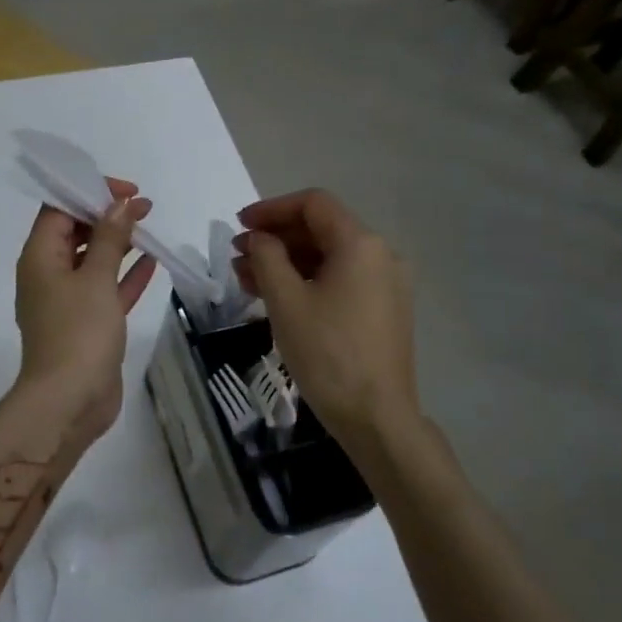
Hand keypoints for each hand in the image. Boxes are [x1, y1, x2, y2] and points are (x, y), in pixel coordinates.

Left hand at [14, 177, 157, 450]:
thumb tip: (118, 204)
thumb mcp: (95, 278)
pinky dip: (126, 274)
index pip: (58, 209)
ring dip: (119, 242)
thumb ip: (109, 238)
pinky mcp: (88, 323)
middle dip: (107, 215)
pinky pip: (107, 288)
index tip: (124, 190)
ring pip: (94, 260)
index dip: (89, 192)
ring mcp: (68, 301)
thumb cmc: (78, 332)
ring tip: (148, 225)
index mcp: (40, 257)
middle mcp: (49, 274)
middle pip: (76, 231)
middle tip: (143, 206)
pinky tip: (153, 261)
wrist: (69, 401)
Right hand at [233, 189, 418, 443]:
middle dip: (275, 238)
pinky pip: (340, 281)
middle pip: (321, 230)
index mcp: (361, 244)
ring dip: (286, 262)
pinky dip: (307, 282)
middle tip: (236, 255)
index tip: (239, 224)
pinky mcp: (383, 310)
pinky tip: (275, 297)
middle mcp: (380, 255)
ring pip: (328, 258)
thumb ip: (267, 257)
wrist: (376, 417)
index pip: (313, 204)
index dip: (271, 208)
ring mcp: (386, 284)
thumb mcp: (286, 301)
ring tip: (245, 278)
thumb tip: (259, 238)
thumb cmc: (327, 353)